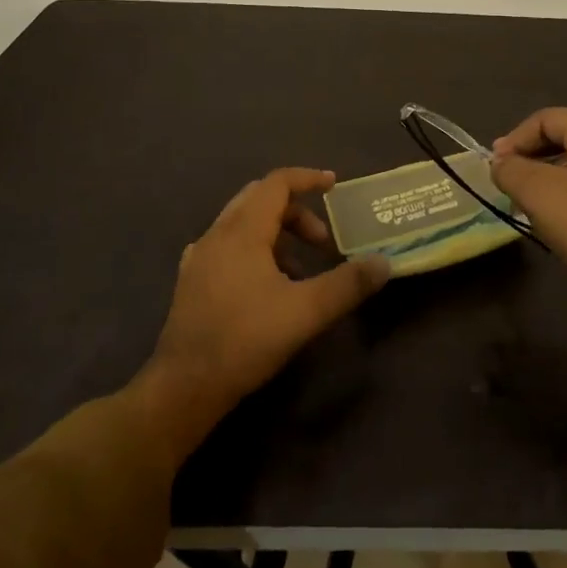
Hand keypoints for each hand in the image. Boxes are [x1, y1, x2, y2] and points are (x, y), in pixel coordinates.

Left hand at [137, 168, 388, 459]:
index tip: (334, 186)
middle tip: (321, 239)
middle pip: (260, 198)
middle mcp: (218, 233)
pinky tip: (265, 284)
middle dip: (295, 210)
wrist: (182, 388)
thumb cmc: (245, 341)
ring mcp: (200, 257)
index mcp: (243, 230)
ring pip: (242, 222)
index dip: (308, 178)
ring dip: (276, 232)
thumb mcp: (305, 312)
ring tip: (300, 269)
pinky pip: (228, 245)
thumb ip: (347, 285)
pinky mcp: (191, 280)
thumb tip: (384, 263)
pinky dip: (254, 249)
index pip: (277, 183)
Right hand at [492, 109, 566, 312]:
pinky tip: (566, 213)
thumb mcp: (538, 193)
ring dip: (553, 174)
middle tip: (511, 181)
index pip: (545, 120)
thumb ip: (510, 170)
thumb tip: (500, 163)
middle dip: (533, 157)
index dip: (515, 140)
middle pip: (566, 136)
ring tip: (534, 200)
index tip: (497, 166)